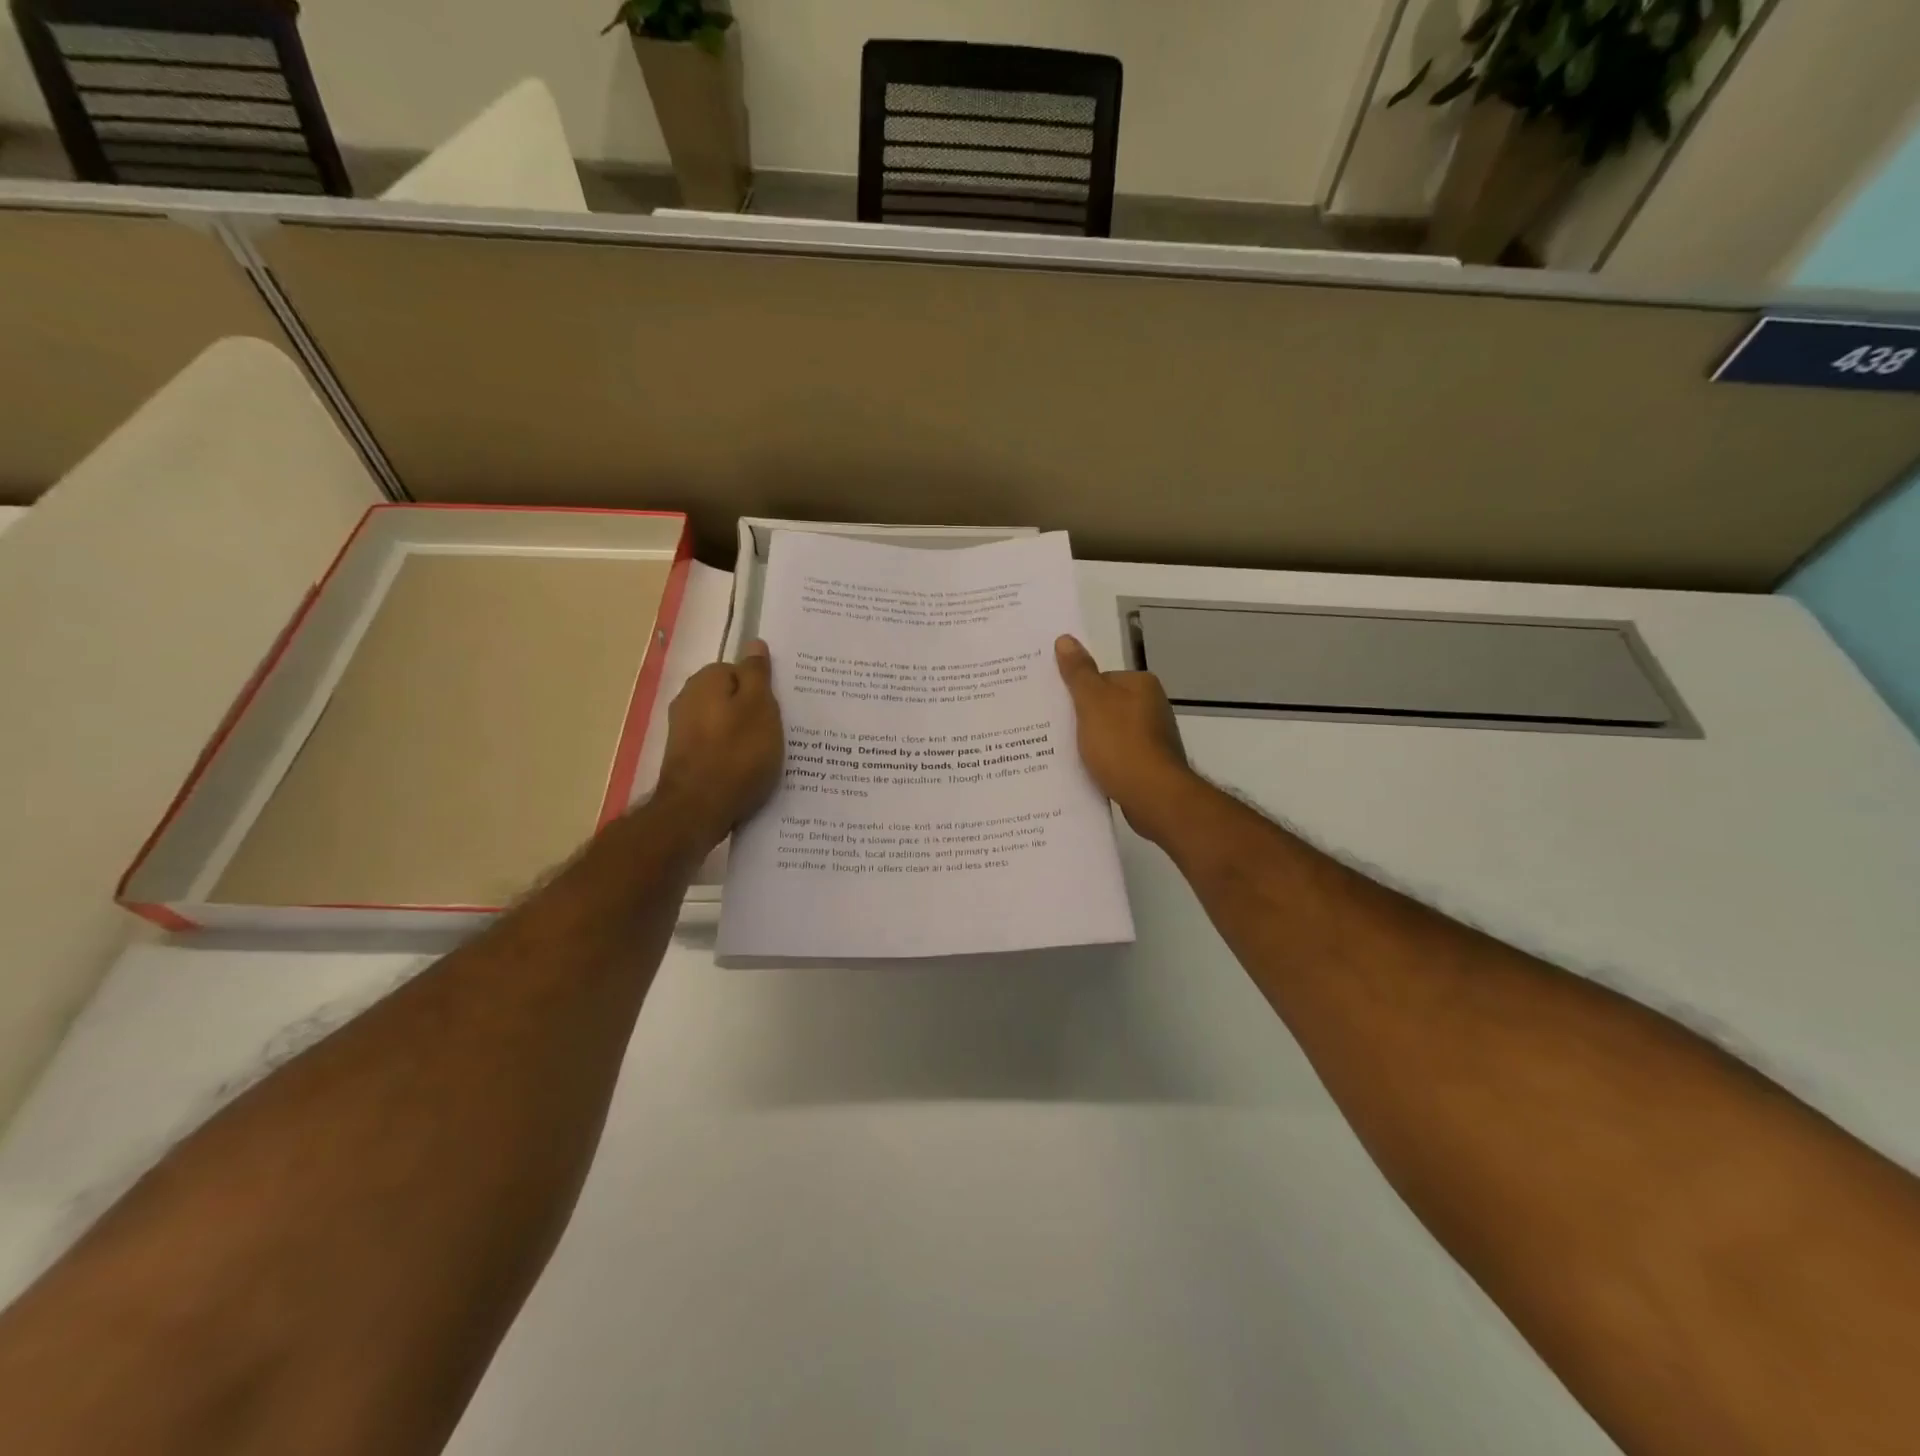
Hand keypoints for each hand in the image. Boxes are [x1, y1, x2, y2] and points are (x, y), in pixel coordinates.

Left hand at [654, 640, 782, 847]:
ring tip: (768, 757)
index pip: (740, 671)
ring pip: (725, 724)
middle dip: (754, 712)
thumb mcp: (760, 707)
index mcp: (706, 680)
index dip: (763, 690)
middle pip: (732, 697)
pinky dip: (733, 755)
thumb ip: (757, 673)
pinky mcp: (685, 758)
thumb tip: (754, 642)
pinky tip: (748, 772)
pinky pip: (718, 747)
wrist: (698, 810)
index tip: (781, 710)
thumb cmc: (737, 754)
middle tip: (780, 733)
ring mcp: (683, 731)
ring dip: (745, 736)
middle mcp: (688, 699)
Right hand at [1054, 634, 1196, 843]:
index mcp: (1141, 685)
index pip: (1100, 680)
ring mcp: (1154, 738)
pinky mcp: (1150, 766)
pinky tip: (1087, 774)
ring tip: (1065, 756)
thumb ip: (1078, 672)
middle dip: (1082, 720)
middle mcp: (1152, 707)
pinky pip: (1117, 757)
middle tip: (1054, 734)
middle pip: (1104, 707)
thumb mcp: (1092, 702)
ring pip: (1110, 734)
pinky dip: (1103, 763)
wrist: (1153, 796)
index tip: (1056, 709)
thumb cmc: (1121, 744)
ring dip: (1091, 744)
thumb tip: (1065, 639)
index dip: (1076, 694)